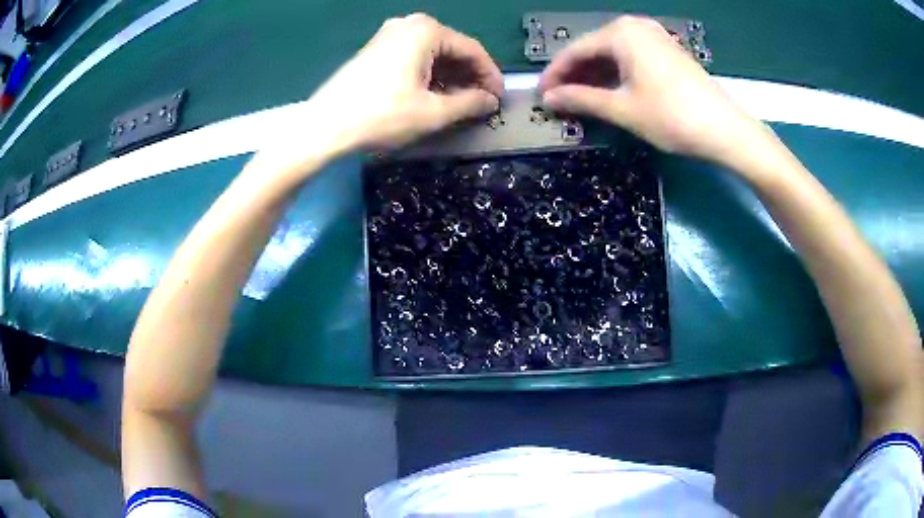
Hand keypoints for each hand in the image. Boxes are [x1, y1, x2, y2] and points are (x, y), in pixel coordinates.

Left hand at [304, 13, 502, 151]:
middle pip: (452, 50)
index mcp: (426, 31)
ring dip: (450, 79)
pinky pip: (413, 59)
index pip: (472, 50)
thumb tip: (490, 101)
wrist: (323, 127)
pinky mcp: (375, 51)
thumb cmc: (381, 115)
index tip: (499, 99)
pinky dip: (428, 77)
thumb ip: (470, 103)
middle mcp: (408, 25)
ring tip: (460, 105)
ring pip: (432, 55)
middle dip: (470, 77)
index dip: (490, 76)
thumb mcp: (433, 112)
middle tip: (482, 104)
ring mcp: (388, 36)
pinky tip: (433, 97)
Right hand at [539, 16, 765, 162]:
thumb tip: (548, 98)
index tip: (541, 95)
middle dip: (575, 75)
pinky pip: (631, 58)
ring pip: (613, 54)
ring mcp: (654, 37)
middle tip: (559, 100)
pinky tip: (609, 92)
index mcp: (620, 33)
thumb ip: (581, 99)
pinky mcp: (667, 52)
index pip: (576, 50)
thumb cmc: (671, 117)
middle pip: (594, 49)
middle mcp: (635, 27)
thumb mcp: (622, 109)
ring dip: (595, 76)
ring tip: (580, 100)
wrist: (725, 130)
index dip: (555, 74)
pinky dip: (617, 75)